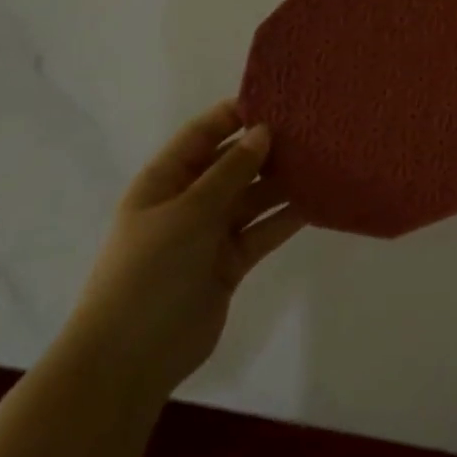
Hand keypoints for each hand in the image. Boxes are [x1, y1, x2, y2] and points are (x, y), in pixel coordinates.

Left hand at [65, 101, 304, 398]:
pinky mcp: (231, 262)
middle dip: (268, 148)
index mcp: (164, 181)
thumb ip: (230, 171)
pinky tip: (319, 201)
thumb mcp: (189, 212)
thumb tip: (263, 131)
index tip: (280, 99)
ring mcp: (210, 234)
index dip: (236, 115)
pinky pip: (263, 230)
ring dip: (283, 182)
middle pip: (233, 164)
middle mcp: (188, 202)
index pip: (202, 135)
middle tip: (315, 129)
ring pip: (253, 197)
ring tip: (325, 160)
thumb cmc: (150, 271)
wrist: (131, 357)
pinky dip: (287, 217)